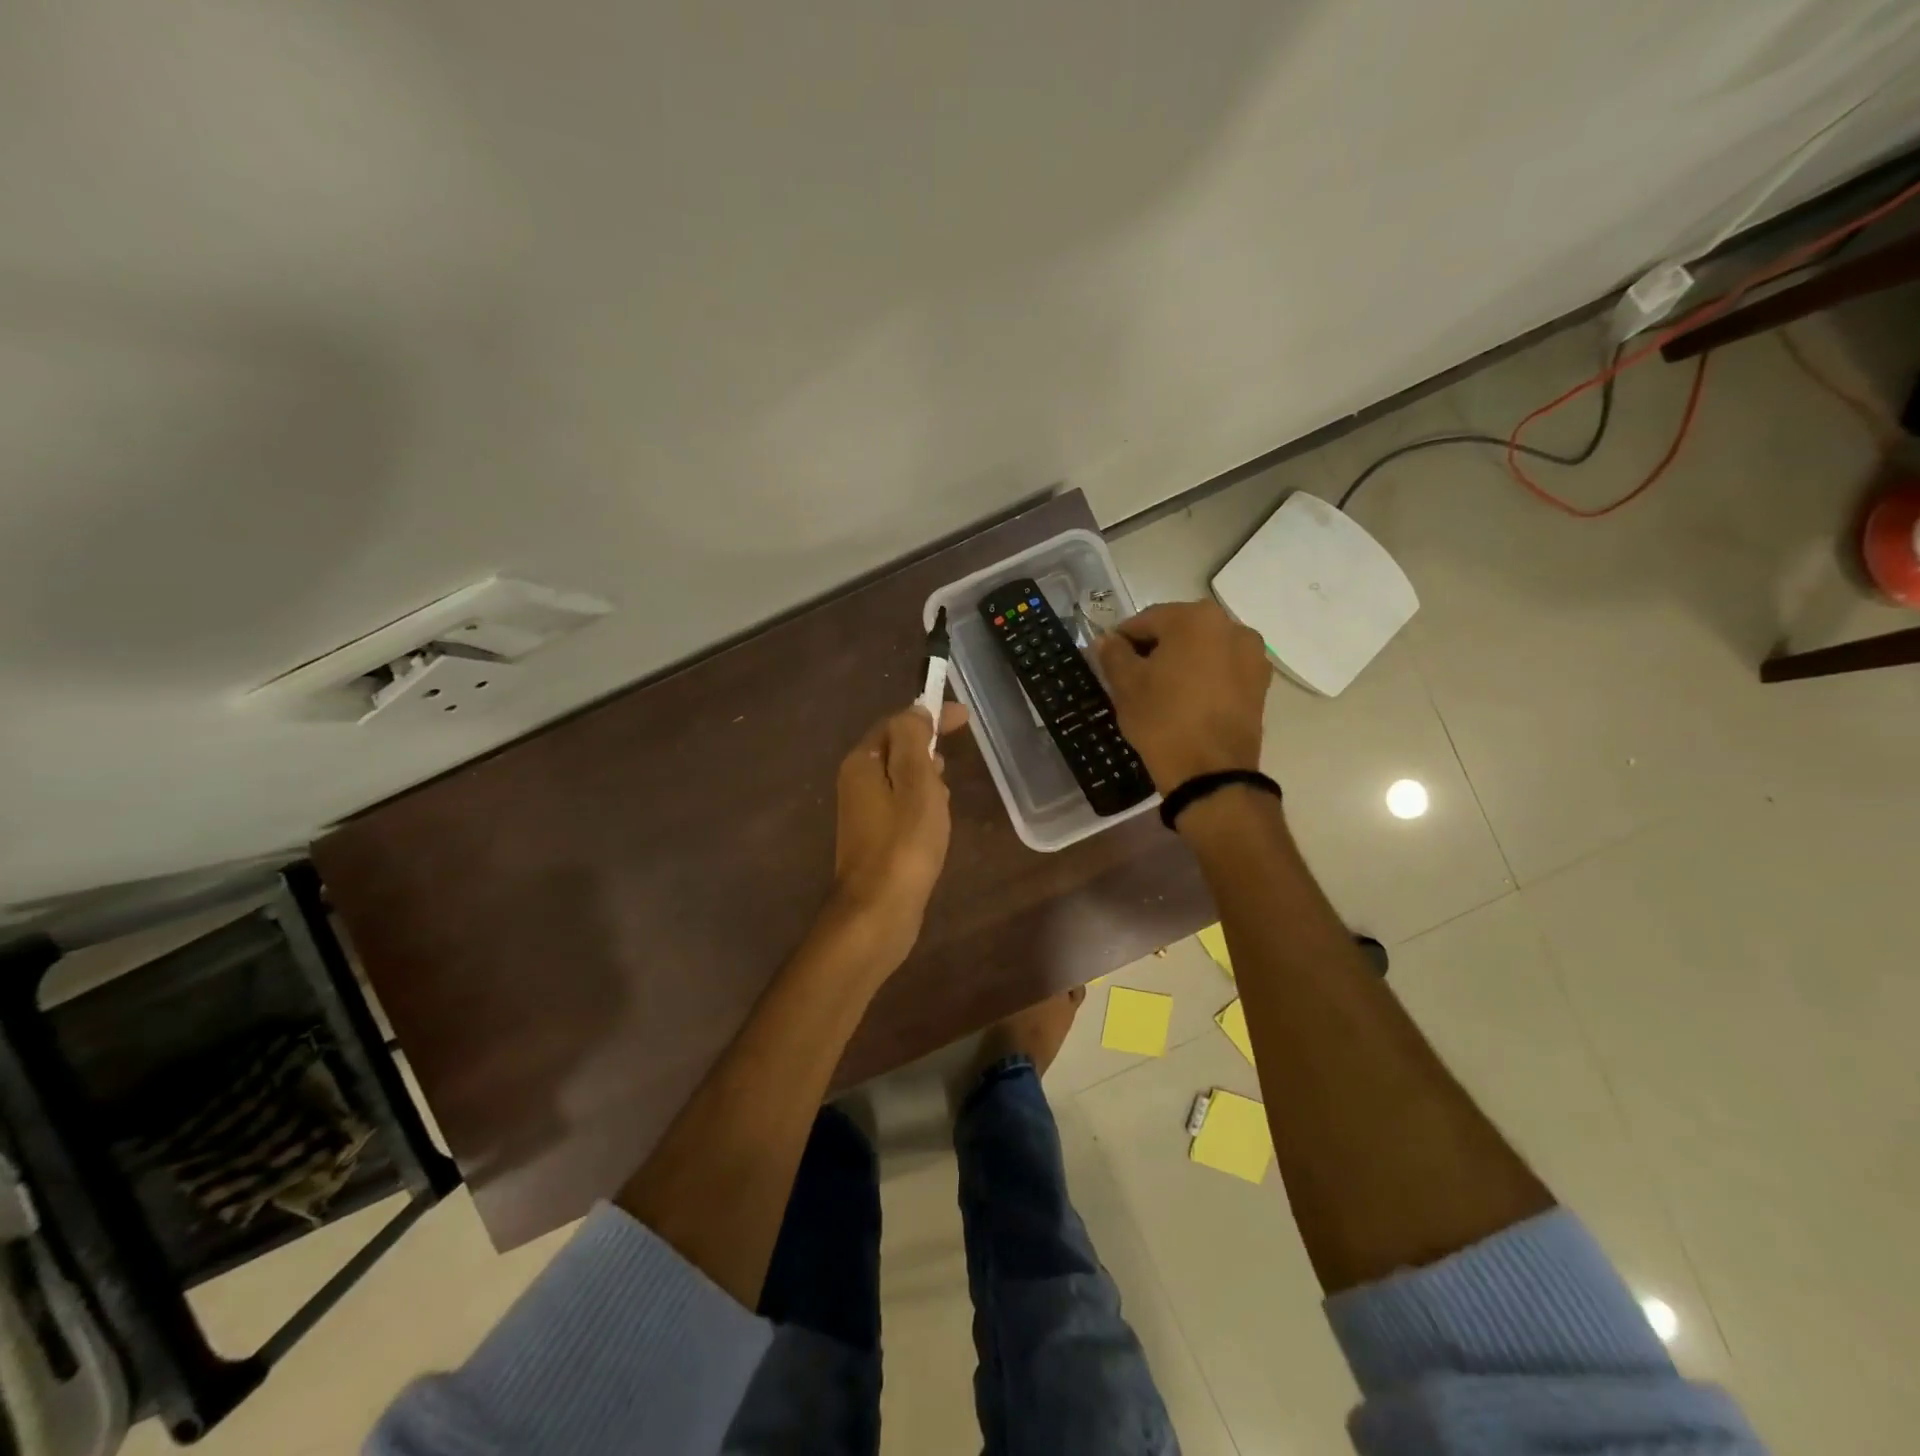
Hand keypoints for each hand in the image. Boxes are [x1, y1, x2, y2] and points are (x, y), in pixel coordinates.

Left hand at [829, 701, 969, 968]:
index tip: (965, 718)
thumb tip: (915, 710)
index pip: (896, 723)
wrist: (877, 912)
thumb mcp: (917, 783)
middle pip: (896, 749)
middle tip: (955, 759)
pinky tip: (936, 822)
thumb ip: (914, 741)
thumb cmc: (904, 844)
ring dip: (926, 778)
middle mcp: (856, 782)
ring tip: (948, 793)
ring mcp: (863, 813)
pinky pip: (901, 806)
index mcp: (863, 763)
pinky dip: (921, 804)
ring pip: (900, 779)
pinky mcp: (874, 839)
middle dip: (927, 747)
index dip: (930, 715)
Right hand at [1095, 601, 1270, 790]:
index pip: (1146, 620)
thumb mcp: (1126, 686)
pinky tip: (1188, 702)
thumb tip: (1106, 640)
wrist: (1211, 773)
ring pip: (1203, 650)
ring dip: (1181, 662)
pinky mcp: (1261, 684)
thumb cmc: (1163, 720)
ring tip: (1163, 692)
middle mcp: (1231, 626)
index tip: (1110, 662)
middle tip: (1134, 679)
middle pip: (1179, 630)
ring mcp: (1252, 655)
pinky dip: (1204, 678)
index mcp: (1195, 618)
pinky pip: (1223, 670)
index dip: (1123, 640)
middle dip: (1155, 649)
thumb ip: (1113, 654)